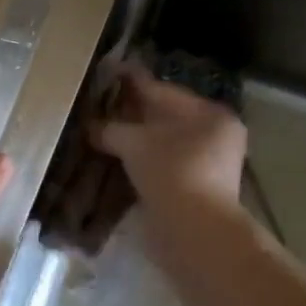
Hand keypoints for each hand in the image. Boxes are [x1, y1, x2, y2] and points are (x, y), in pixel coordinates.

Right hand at [93, 62, 246, 225]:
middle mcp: (215, 135)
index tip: (106, 74)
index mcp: (210, 113)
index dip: (130, 82)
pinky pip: (163, 167)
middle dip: (131, 115)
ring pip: (163, 145)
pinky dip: (142, 163)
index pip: (162, 90)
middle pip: (165, 118)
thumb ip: (110, 128)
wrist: (193, 231)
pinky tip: (118, 163)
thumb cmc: (170, 173)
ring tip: (102, 136)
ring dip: (135, 142)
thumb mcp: (134, 143)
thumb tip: (90, 125)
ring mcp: (208, 166)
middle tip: (98, 108)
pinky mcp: (197, 191)